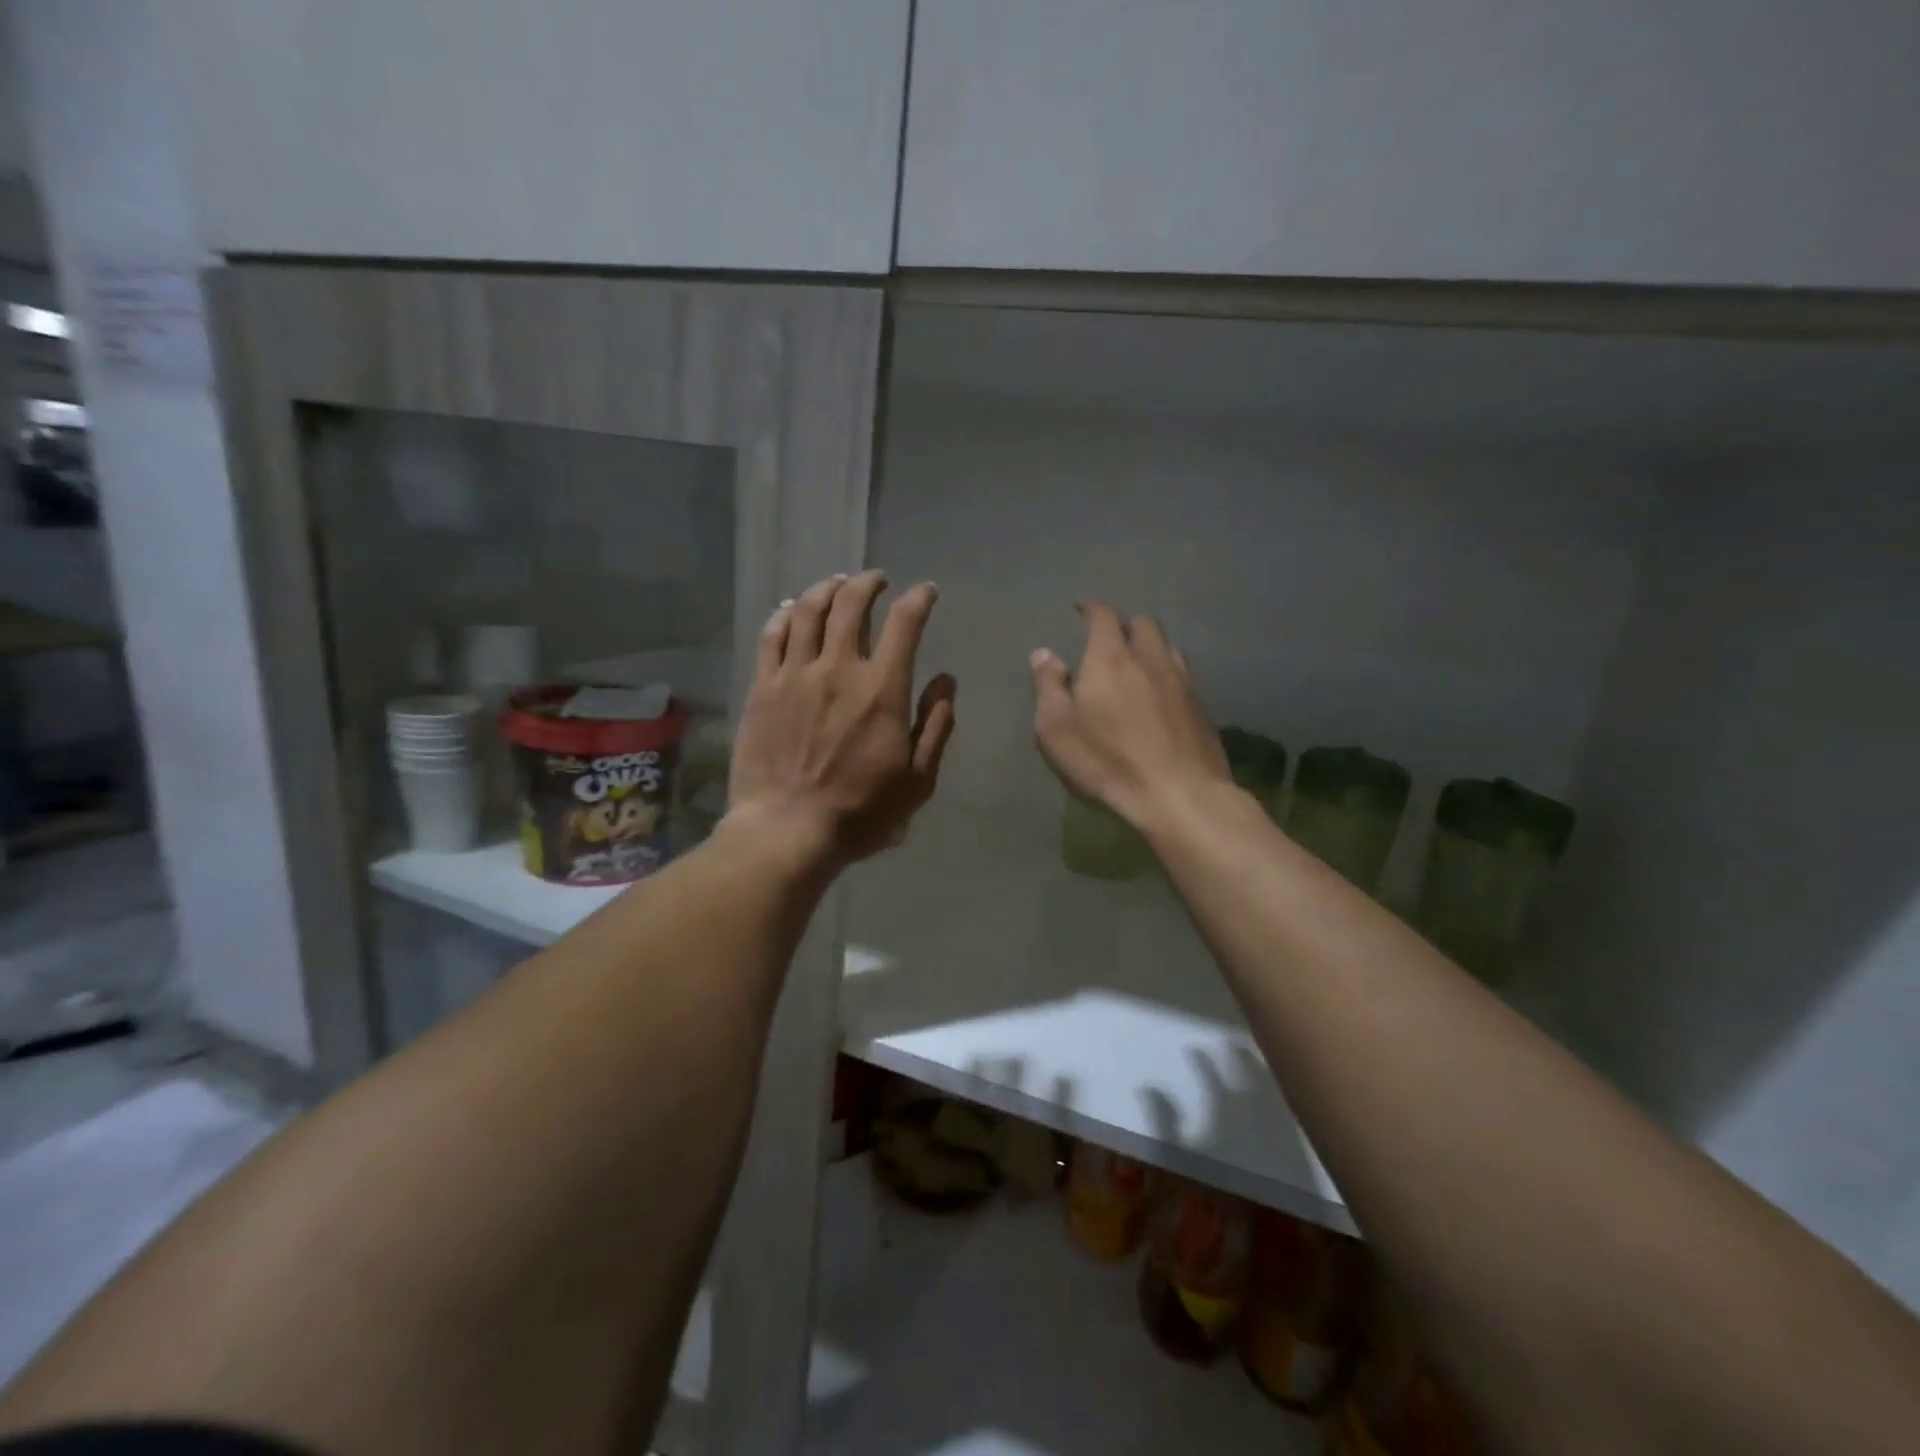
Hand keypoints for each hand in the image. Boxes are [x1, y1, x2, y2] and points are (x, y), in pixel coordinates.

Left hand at [729, 570, 956, 864]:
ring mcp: (794, 675)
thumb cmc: (861, 810)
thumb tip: (946, 682)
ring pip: (808, 611)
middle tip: (877, 580)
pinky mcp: (762, 688)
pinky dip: (784, 614)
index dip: (920, 599)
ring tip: (837, 583)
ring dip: (826, 588)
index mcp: (882, 689)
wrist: (788, 829)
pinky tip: (791, 608)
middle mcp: (838, 668)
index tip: (927, 592)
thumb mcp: (918, 779)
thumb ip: (936, 726)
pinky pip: (771, 636)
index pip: (905, 623)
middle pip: (852, 604)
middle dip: (869, 583)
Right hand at [1030, 602, 1230, 831]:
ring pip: (1168, 647)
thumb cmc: (1107, 760)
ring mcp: (1182, 682)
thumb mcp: (1057, 728)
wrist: (1179, 794)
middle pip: (1144, 623)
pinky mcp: (1202, 708)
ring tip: (1138, 664)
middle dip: (1125, 624)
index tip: (1082, 608)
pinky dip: (1167, 675)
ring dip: (1151, 647)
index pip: (1104, 616)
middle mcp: (1150, 659)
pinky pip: (1183, 676)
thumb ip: (1048, 686)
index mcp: (1110, 658)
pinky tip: (1160, 696)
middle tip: (1110, 640)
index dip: (1092, 608)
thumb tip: (1044, 653)